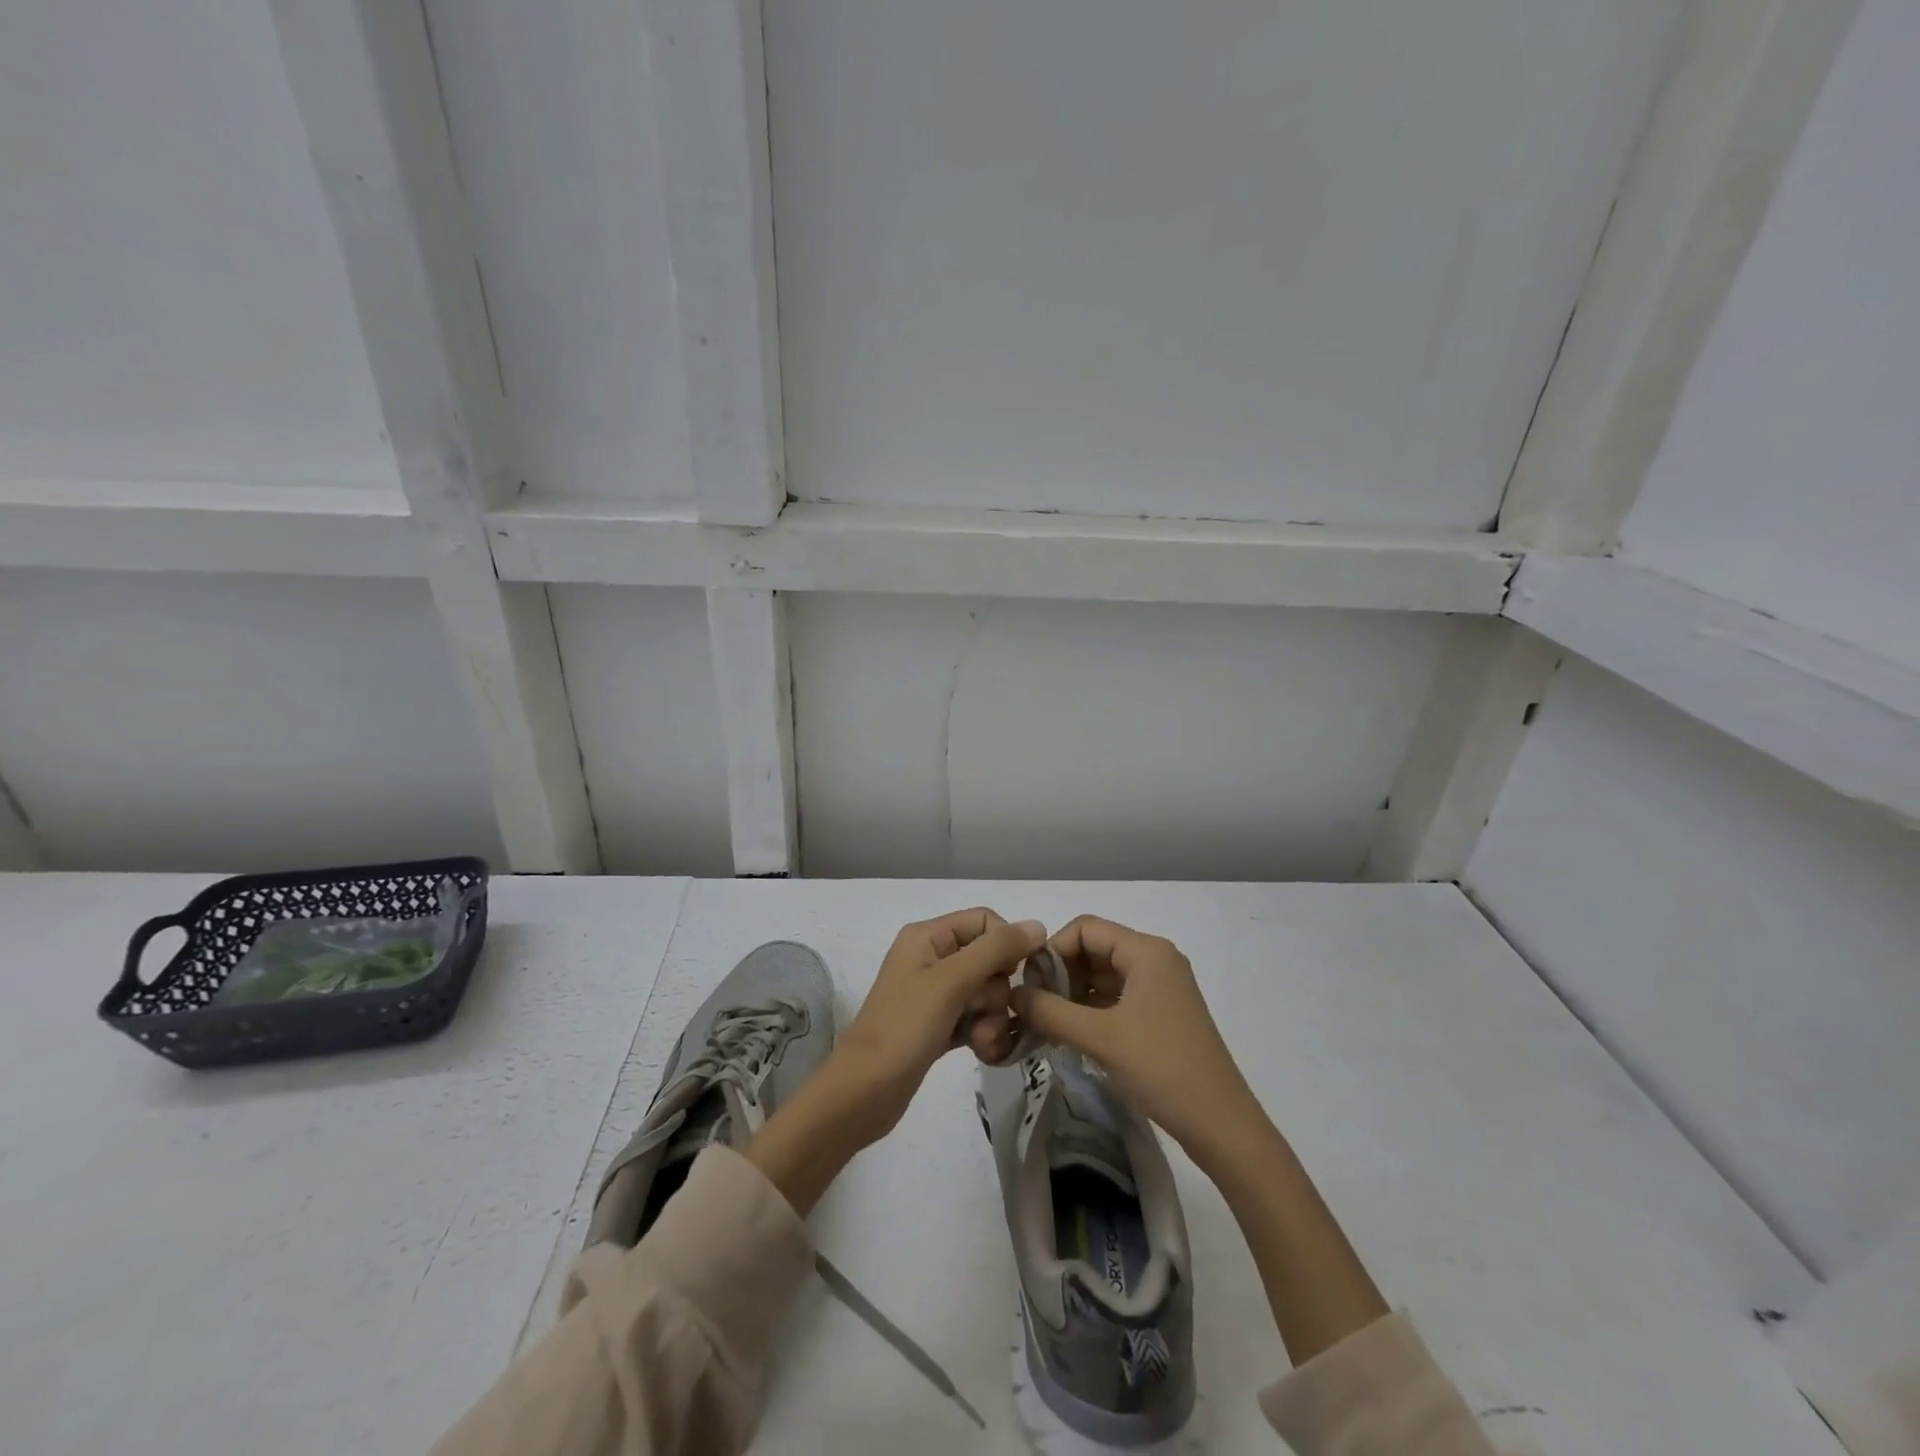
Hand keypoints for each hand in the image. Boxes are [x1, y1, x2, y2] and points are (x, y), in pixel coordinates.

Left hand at [831, 909, 1046, 1143]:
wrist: (864, 1093)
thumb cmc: (905, 1027)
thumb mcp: (952, 981)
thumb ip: (996, 950)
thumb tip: (1038, 924)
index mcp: (927, 936)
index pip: (985, 921)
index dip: (1006, 945)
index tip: (1015, 975)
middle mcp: (931, 958)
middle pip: (989, 959)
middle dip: (997, 990)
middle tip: (986, 1014)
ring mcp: (934, 994)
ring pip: (986, 992)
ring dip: (993, 1017)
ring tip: (982, 1041)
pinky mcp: (938, 1026)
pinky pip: (976, 1018)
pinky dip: (983, 1033)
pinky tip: (982, 1051)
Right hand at [1011, 916, 1264, 1168]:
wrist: (1222, 1126)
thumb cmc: (1163, 1069)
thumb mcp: (1100, 1038)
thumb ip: (1051, 1012)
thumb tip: (1012, 995)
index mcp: (1146, 951)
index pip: (1084, 929)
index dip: (1052, 951)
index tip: (1030, 986)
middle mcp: (1154, 960)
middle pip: (1092, 949)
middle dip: (1059, 975)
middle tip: (1033, 1010)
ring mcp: (1159, 988)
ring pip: (1101, 976)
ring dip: (1071, 996)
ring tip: (1045, 1026)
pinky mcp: (1159, 1015)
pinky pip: (1114, 999)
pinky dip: (1088, 1012)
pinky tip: (1067, 1036)